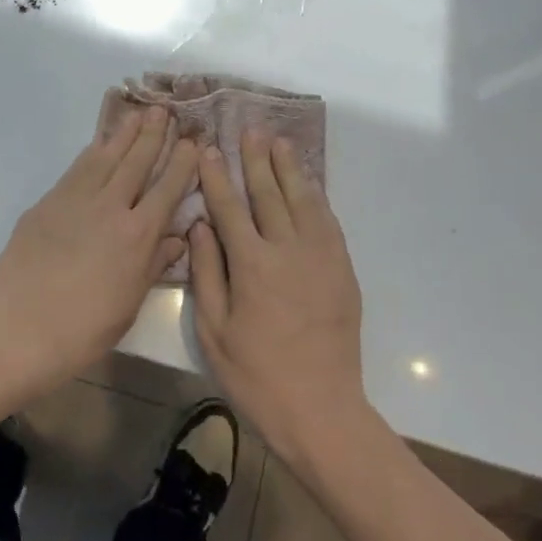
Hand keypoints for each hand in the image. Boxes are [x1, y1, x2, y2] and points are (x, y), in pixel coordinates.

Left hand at [0, 108, 198, 392]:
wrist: (18, 331)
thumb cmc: (82, 331)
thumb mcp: (129, 304)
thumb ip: (153, 265)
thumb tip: (176, 238)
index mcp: (137, 235)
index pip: (167, 189)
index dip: (181, 163)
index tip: (191, 142)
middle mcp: (110, 207)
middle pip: (136, 162)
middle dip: (152, 135)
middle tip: (163, 110)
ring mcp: (75, 200)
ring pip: (105, 157)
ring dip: (123, 134)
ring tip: (136, 114)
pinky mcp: (47, 203)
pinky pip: (76, 169)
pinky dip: (92, 152)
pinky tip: (98, 145)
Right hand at [189, 131, 368, 470]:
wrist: (321, 410)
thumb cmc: (256, 375)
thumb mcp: (215, 330)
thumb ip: (207, 273)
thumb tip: (200, 226)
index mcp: (251, 264)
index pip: (230, 207)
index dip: (217, 176)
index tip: (209, 149)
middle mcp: (287, 249)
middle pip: (269, 193)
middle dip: (256, 159)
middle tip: (249, 130)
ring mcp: (319, 256)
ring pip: (302, 199)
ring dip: (289, 168)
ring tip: (280, 143)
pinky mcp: (341, 269)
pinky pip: (327, 221)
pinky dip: (316, 197)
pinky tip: (309, 184)